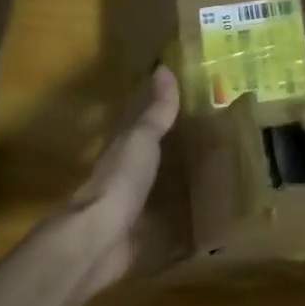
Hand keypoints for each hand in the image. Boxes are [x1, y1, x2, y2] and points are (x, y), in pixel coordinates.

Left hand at [60, 66, 180, 288]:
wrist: (100, 237)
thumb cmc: (121, 180)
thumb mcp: (141, 139)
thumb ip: (156, 111)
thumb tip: (164, 68)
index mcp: (121, 145)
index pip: (138, 118)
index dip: (154, 104)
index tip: (179, 93)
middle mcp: (124, 171)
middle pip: (147, 151)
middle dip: (167, 141)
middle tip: (201, 131)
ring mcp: (130, 203)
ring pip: (155, 181)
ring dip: (172, 175)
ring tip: (205, 169)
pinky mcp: (140, 231)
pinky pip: (162, 213)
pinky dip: (176, 208)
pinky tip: (194, 210)